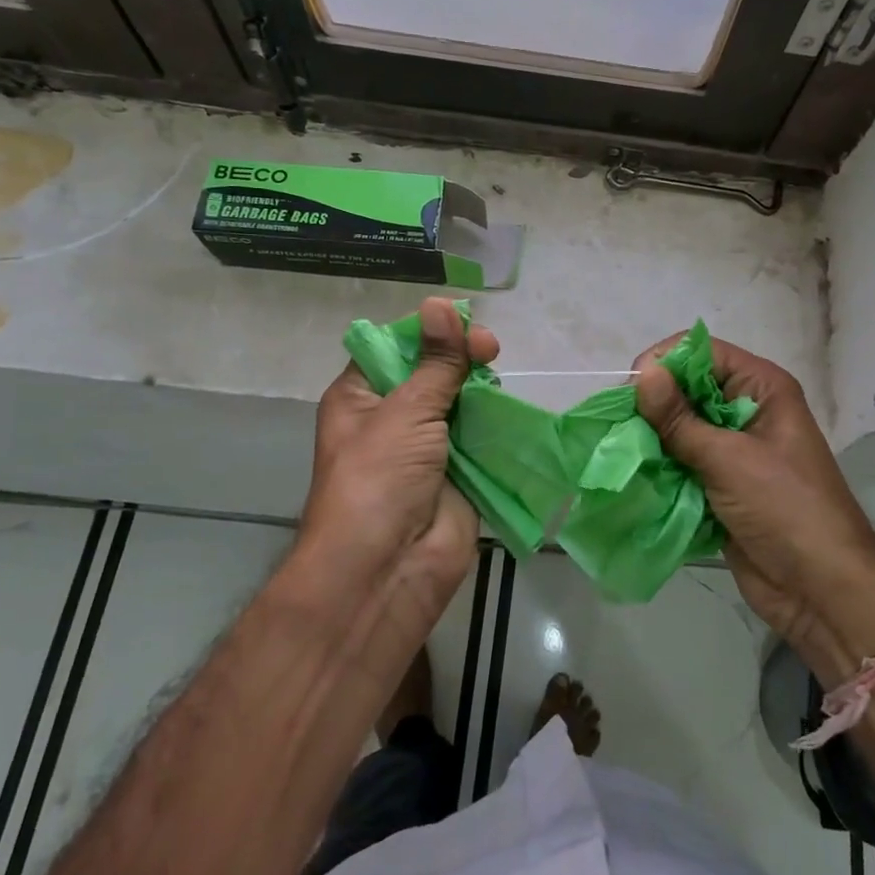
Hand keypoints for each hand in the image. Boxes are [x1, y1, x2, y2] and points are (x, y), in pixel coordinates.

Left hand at [294, 297, 498, 656]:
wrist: (388, 570)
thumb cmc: (379, 480)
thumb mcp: (405, 411)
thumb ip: (435, 362)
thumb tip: (441, 304)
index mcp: (362, 397)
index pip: (395, 348)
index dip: (428, 332)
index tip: (461, 324)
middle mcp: (393, 418)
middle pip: (432, 372)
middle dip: (459, 357)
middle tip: (490, 350)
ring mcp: (428, 447)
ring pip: (460, 402)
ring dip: (480, 389)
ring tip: (500, 377)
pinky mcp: (460, 472)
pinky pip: (481, 437)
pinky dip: (497, 422)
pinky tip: (512, 405)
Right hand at [634, 334, 874, 683]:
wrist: (820, 590)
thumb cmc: (785, 509)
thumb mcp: (730, 459)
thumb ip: (680, 419)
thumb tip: (643, 373)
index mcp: (761, 388)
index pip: (704, 353)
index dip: (666, 362)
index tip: (629, 389)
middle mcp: (745, 411)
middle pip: (687, 390)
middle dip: (652, 404)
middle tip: (616, 424)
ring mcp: (732, 450)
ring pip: (679, 429)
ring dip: (650, 439)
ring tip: (617, 450)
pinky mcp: (719, 485)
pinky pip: (681, 464)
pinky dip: (658, 468)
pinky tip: (630, 475)